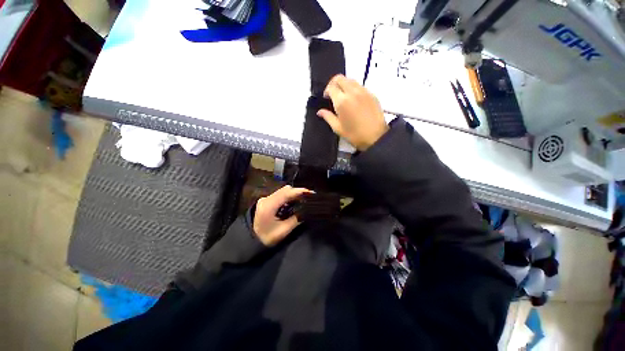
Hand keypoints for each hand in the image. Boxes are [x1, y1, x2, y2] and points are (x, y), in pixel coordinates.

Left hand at [253, 186, 312, 246]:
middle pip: (285, 190)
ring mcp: (265, 198)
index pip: (286, 193)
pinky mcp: (266, 200)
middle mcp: (266, 199)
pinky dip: (288, 196)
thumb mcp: (283, 230)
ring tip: (304, 199)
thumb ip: (296, 219)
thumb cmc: (267, 238)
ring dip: (293, 193)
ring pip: (283, 191)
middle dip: (298, 192)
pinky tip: (294, 201)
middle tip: (309, 197)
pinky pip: (280, 194)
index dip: (299, 191)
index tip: (311, 193)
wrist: (251, 240)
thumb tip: (307, 210)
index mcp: (269, 206)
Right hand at [317, 75, 388, 150]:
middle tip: (333, 94)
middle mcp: (352, 92)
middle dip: (334, 83)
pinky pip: (360, 86)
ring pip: (350, 80)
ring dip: (344, 84)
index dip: (326, 91)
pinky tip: (354, 100)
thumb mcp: (338, 128)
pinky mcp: (371, 94)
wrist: (375, 137)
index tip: (326, 97)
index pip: (331, 87)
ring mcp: (363, 92)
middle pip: (340, 78)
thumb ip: (328, 117)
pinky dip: (353, 88)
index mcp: (342, 101)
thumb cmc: (355, 135)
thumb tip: (320, 112)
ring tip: (343, 96)